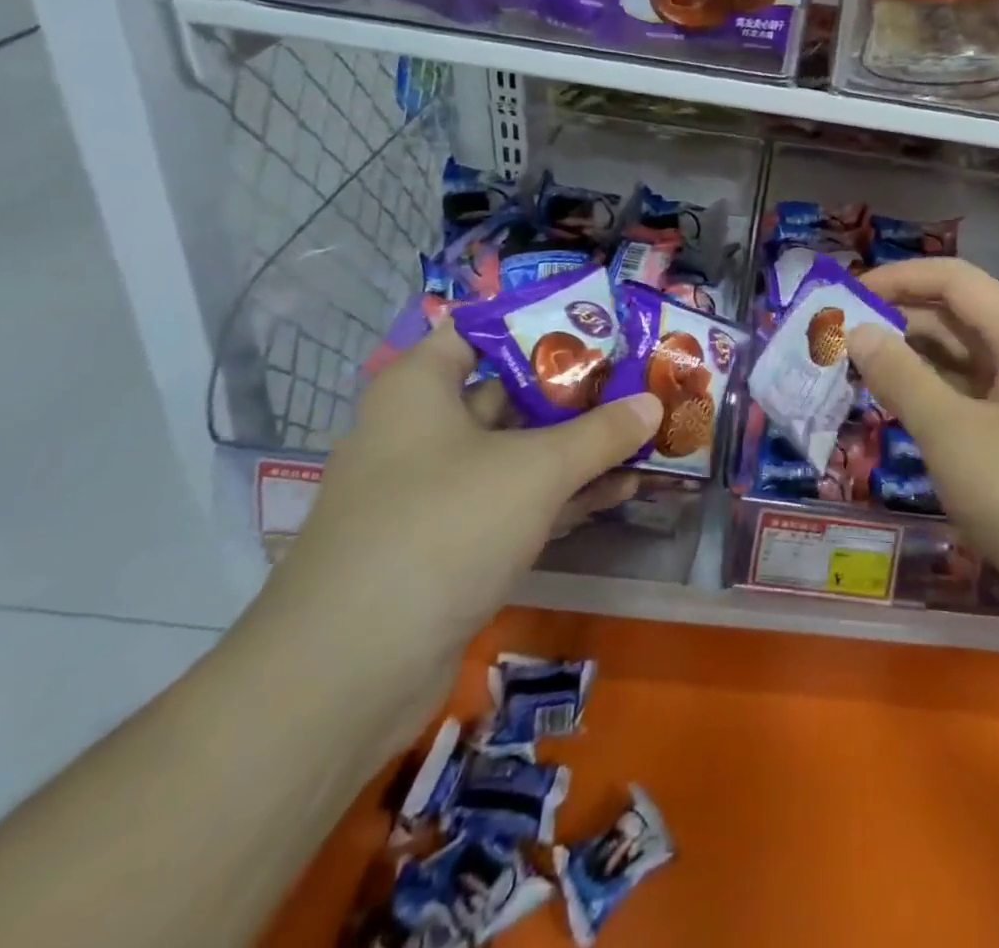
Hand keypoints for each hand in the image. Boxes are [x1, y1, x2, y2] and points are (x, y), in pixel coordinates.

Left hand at [247, 319, 660, 722]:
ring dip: (579, 447)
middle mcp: (422, 430)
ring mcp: (433, 491)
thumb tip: (653, 402)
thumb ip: (601, 433)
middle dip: (578, 391)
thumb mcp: (535, 470)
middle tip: (640, 380)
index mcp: (421, 389)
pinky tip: (618, 491)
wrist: (345, 675)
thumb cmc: (441, 530)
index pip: (481, 330)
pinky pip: (514, 501)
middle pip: (510, 392)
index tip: (600, 326)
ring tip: (645, 436)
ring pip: (518, 452)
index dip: (540, 323)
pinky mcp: (448, 544)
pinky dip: (562, 494)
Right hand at [847, 259, 998, 623]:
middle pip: (956, 313)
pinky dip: (932, 390)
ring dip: (912, 356)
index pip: (952, 279)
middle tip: (839, 340)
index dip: (897, 278)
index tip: (845, 296)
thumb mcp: (951, 432)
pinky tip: (898, 404)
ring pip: (962, 354)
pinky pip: (971, 391)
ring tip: (858, 370)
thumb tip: (857, 331)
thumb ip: (900, 375)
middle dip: (898, 319)